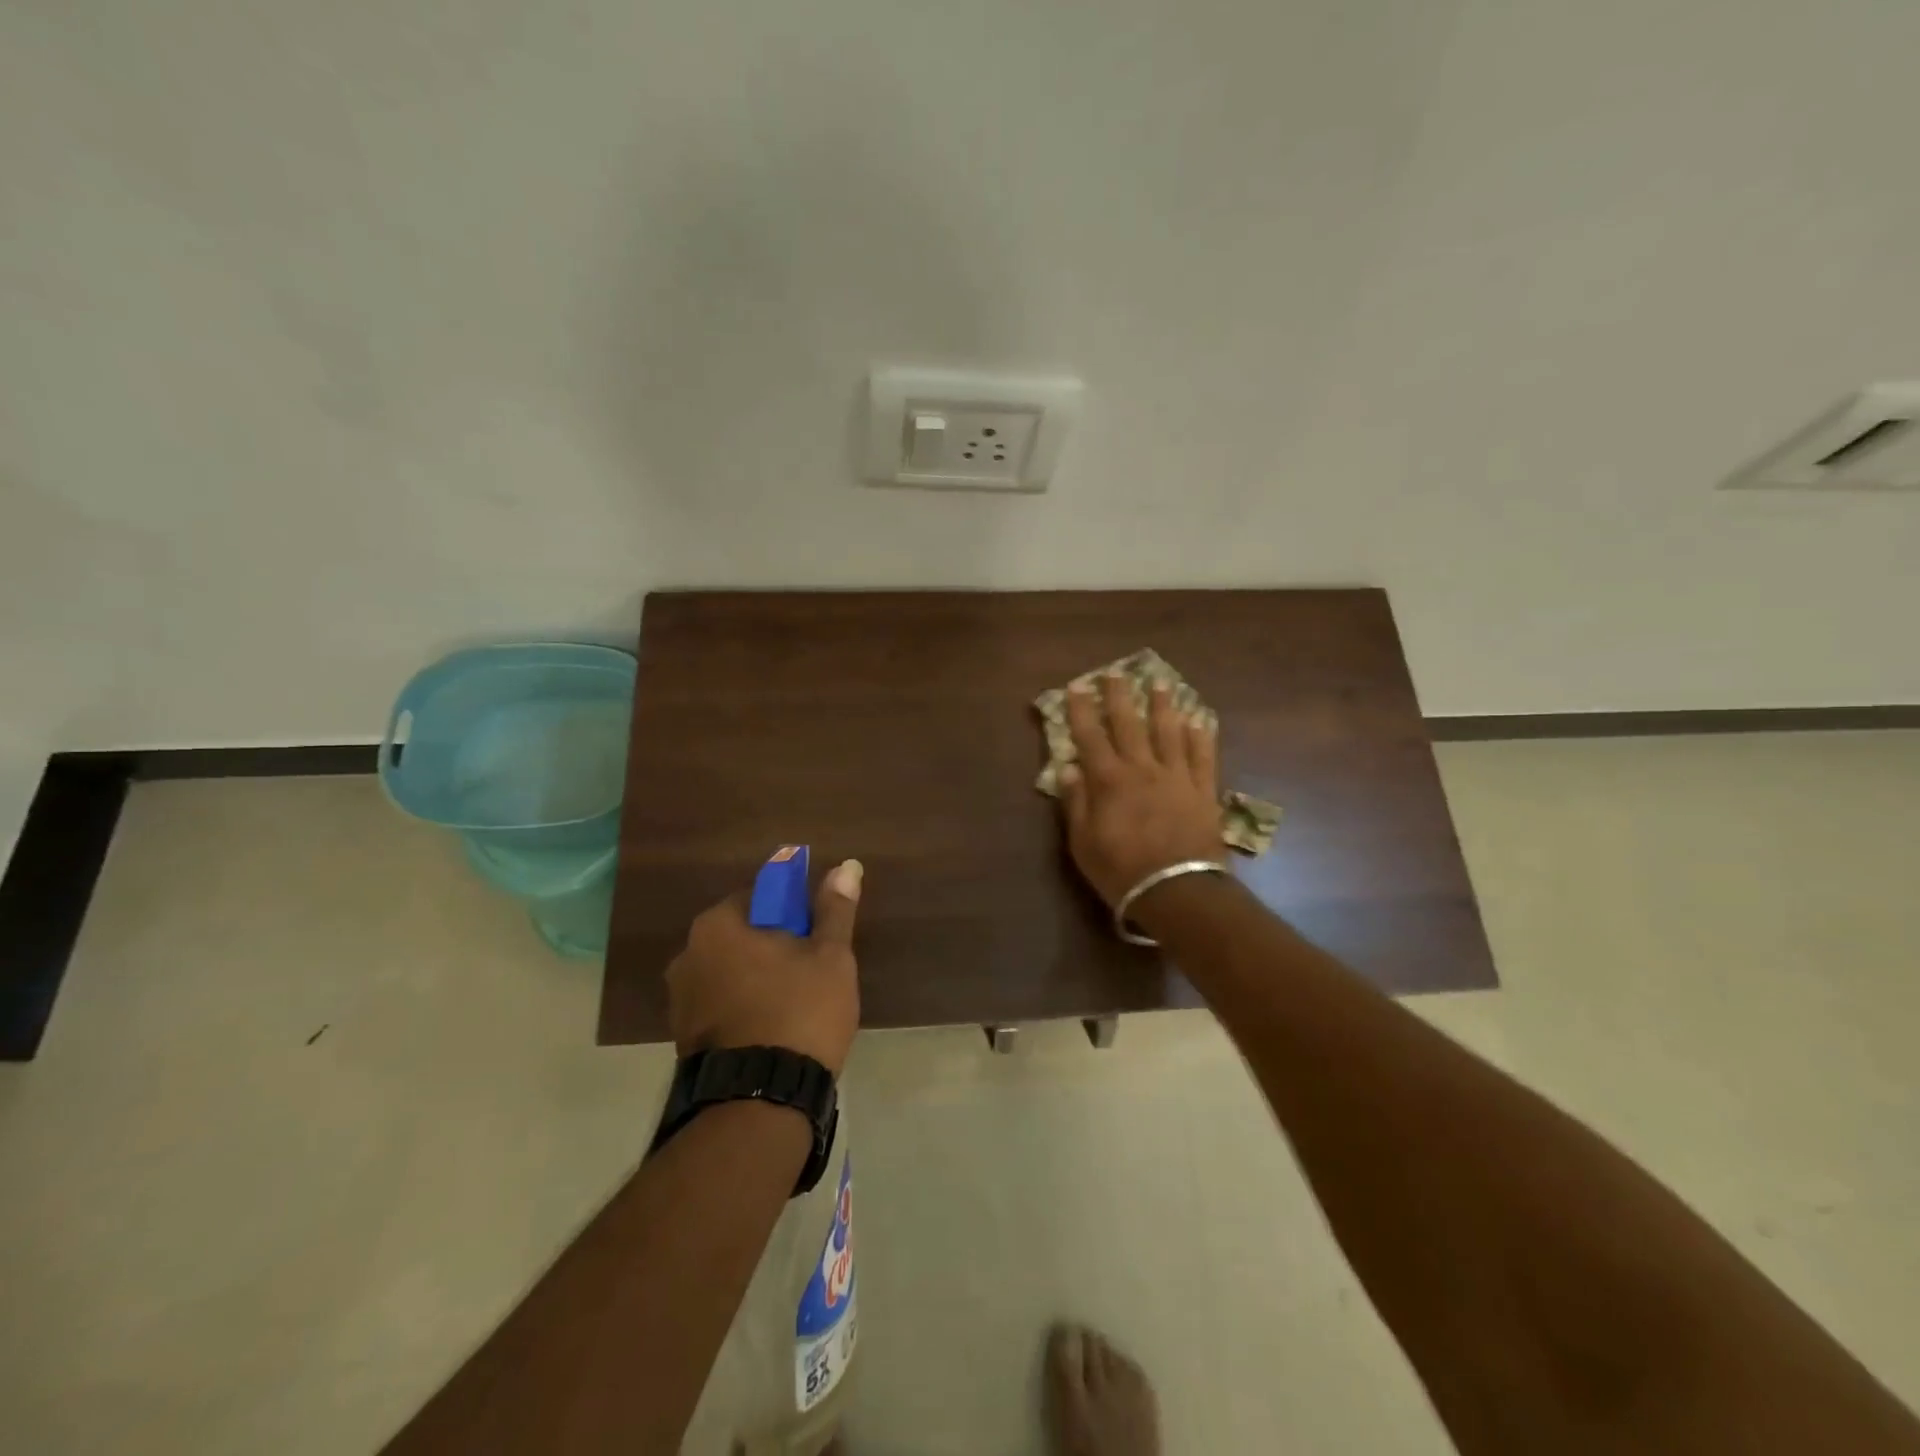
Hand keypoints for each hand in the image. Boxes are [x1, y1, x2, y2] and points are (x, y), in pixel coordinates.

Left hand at [665, 860, 863, 1076]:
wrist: (760, 1103)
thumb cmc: (799, 1013)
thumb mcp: (830, 957)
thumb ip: (835, 909)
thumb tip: (848, 865)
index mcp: (717, 925)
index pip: (761, 896)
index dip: (795, 911)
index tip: (817, 936)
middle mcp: (687, 955)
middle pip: (744, 934)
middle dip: (776, 947)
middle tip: (813, 972)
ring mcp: (680, 1000)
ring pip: (732, 972)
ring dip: (759, 979)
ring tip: (797, 1007)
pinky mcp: (683, 1039)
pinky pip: (721, 1005)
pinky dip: (745, 1008)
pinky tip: (773, 1030)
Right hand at [1058, 675, 1224, 909]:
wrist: (1177, 890)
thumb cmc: (1121, 870)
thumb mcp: (1083, 842)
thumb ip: (1075, 802)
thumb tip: (1067, 767)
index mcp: (1109, 780)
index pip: (1090, 736)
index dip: (1082, 710)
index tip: (1077, 686)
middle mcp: (1142, 769)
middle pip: (1129, 724)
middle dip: (1119, 697)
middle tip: (1115, 673)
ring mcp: (1176, 777)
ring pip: (1169, 732)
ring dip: (1163, 706)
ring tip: (1160, 684)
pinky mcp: (1203, 790)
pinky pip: (1203, 756)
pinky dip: (1201, 737)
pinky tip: (1200, 721)